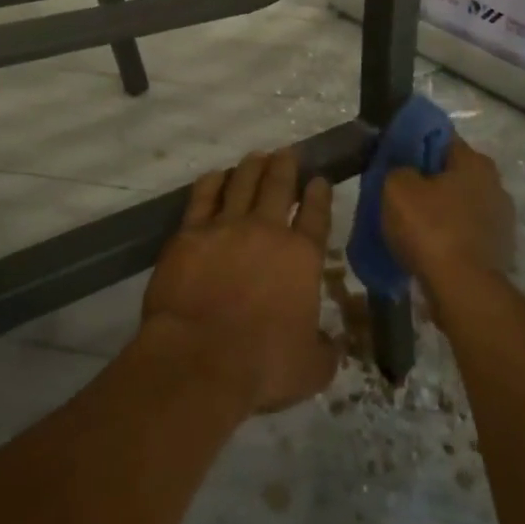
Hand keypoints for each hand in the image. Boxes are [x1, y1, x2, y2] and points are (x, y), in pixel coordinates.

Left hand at [141, 149, 339, 414]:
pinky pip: (203, 196)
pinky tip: (216, 176)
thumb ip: (326, 351)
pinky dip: (212, 182)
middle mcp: (266, 230)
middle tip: (287, 154)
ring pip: (242, 182)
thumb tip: (334, 343)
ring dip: (252, 166)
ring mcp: (226, 227)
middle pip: (278, 185)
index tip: (319, 179)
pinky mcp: (190, 233)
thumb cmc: (261, 366)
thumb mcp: (311, 369)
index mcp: (301, 256)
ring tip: (256, 157)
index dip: (319, 193)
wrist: (198, 360)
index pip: (316, 214)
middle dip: (285, 166)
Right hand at [381, 136, 514, 288]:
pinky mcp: (499, 252)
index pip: (440, 139)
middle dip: (427, 181)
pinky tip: (428, 250)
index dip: (414, 145)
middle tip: (398, 195)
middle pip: (452, 173)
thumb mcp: (397, 187)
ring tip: (410, 228)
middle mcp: (496, 185)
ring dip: (439, 213)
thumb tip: (404, 171)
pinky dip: (448, 239)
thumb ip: (398, 168)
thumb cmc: (431, 229)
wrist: (463, 291)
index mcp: (476, 161)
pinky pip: (465, 235)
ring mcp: (502, 221)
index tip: (393, 159)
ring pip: (459, 206)